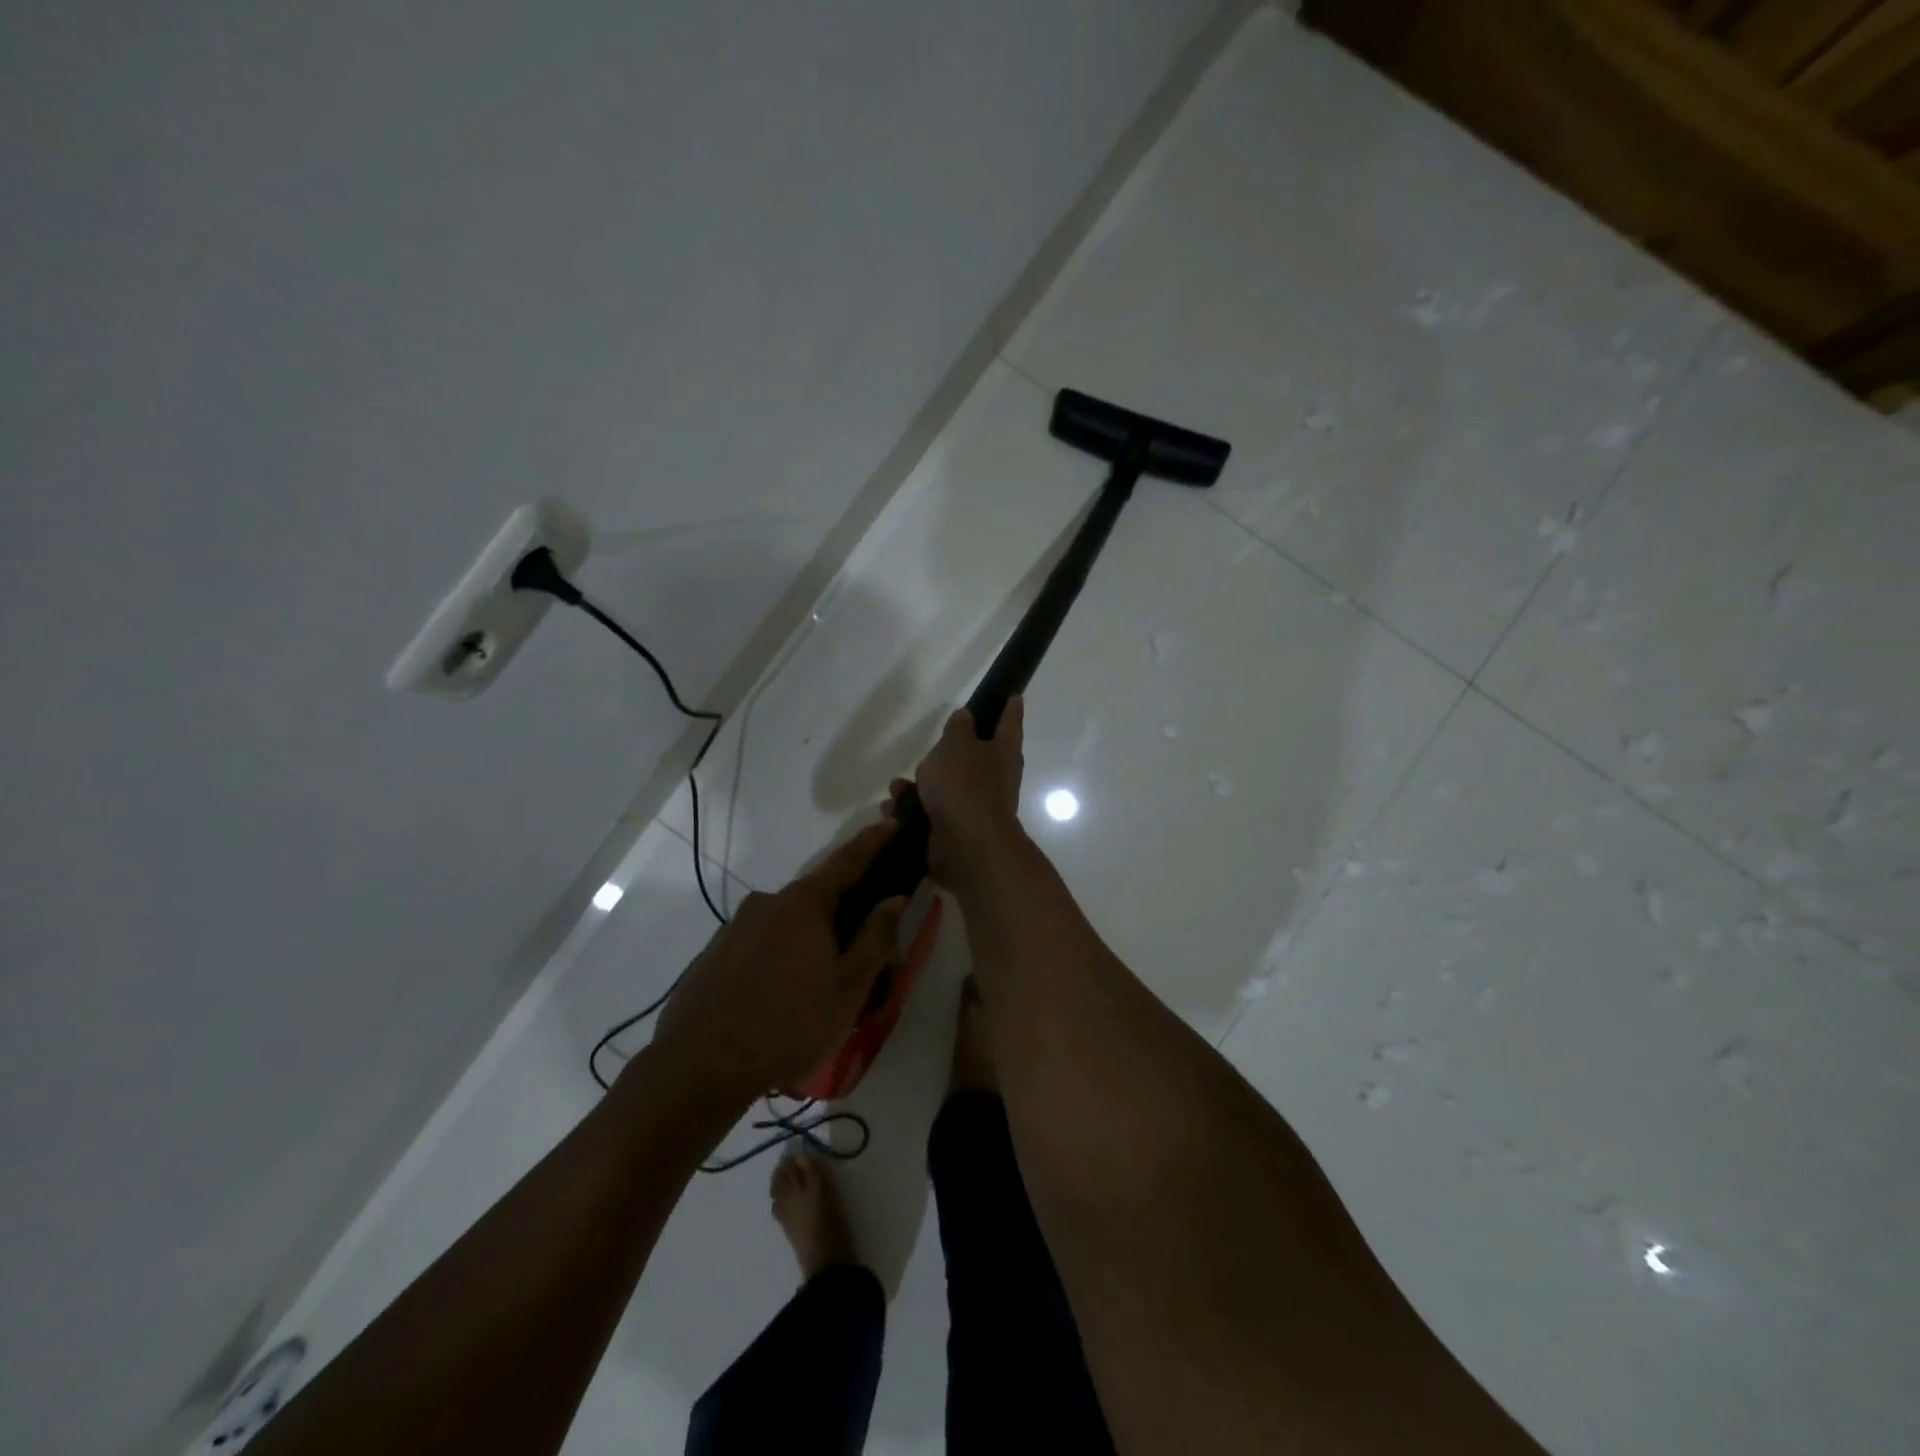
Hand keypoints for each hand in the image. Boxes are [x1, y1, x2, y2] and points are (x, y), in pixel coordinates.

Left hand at [652, 823, 906, 1094]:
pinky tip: (781, 992)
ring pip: (786, 921)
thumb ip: (875, 938)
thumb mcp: (848, 988)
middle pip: (816, 894)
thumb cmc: (788, 1025)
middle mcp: (767, 902)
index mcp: (804, 904)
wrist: (698, 1066)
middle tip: (861, 939)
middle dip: (842, 907)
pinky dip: (780, 953)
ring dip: (809, 937)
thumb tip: (894, 899)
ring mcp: (736, 926)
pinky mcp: (715, 952)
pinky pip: (761, 941)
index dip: (873, 841)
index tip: (892, 821)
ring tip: (820, 980)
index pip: (847, 860)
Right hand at [888, 697, 1026, 886]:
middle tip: (926, 752)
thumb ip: (958, 729)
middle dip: (942, 755)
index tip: (1014, 695)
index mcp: (1002, 752)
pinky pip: (930, 812)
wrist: (965, 846)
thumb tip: (966, 717)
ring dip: (917, 786)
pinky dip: (911, 810)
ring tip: (897, 789)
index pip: (1009, 722)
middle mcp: (995, 778)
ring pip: (944, 786)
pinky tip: (893, 811)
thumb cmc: (964, 787)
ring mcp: (975, 806)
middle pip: (971, 757)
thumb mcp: (956, 746)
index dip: (1010, 707)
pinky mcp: (955, 829)